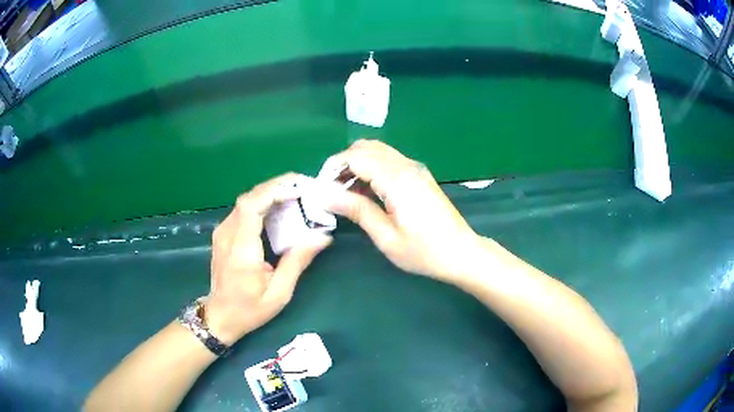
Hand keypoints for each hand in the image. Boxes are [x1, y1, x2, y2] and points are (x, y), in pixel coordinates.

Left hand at [205, 174, 331, 344]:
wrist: (220, 316)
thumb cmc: (249, 309)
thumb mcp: (279, 292)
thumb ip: (297, 261)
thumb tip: (322, 236)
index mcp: (241, 249)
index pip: (251, 205)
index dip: (274, 191)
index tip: (299, 189)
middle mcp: (227, 234)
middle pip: (249, 197)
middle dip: (277, 187)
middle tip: (304, 187)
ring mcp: (222, 232)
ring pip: (246, 201)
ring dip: (271, 193)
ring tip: (296, 195)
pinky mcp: (223, 233)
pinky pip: (243, 210)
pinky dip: (262, 203)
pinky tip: (279, 209)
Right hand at [324, 140, 482, 281]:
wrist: (461, 252)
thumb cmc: (424, 251)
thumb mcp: (386, 237)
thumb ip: (357, 210)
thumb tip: (326, 195)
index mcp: (397, 180)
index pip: (356, 156)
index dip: (334, 167)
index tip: (322, 188)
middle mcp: (406, 166)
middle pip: (366, 147)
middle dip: (343, 163)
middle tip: (333, 190)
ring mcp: (415, 168)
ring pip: (378, 151)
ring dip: (357, 165)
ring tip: (347, 193)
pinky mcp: (419, 175)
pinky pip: (389, 161)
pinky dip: (372, 169)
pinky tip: (368, 193)